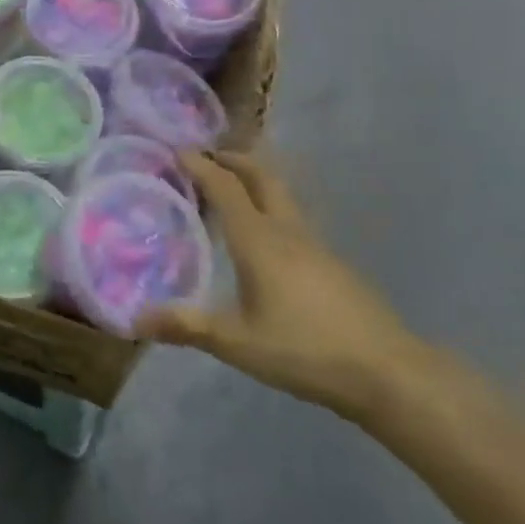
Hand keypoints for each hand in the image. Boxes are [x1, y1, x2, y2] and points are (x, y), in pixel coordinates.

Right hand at [136, 151, 425, 420]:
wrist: (390, 373)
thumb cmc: (306, 350)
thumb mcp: (237, 343)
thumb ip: (187, 327)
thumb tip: (135, 318)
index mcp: (260, 241)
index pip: (226, 189)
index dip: (202, 167)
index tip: (178, 150)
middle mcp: (288, 233)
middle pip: (262, 179)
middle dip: (234, 160)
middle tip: (208, 155)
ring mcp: (316, 247)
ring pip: (282, 198)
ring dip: (255, 182)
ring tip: (231, 190)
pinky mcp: (333, 265)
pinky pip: (293, 221)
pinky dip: (270, 209)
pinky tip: (264, 239)